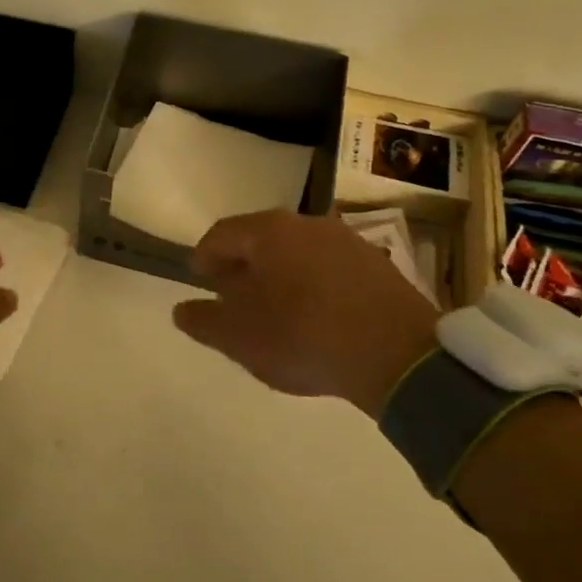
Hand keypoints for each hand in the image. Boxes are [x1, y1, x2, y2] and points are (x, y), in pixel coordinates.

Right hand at [171, 210, 440, 418]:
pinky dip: (312, 287)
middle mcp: (307, 224)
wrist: (399, 356)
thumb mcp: (237, 337)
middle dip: (242, 267)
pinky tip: (314, 318)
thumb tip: (182, 310)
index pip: (222, 234)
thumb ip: (203, 320)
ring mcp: (348, 242)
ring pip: (297, 254)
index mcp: (268, 231)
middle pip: (261, 240)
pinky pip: (329, 271)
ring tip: (274, 311)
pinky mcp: (379, 268)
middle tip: (232, 297)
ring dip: (279, 276)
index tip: (199, 279)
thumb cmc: (302, 336)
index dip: (205, 256)